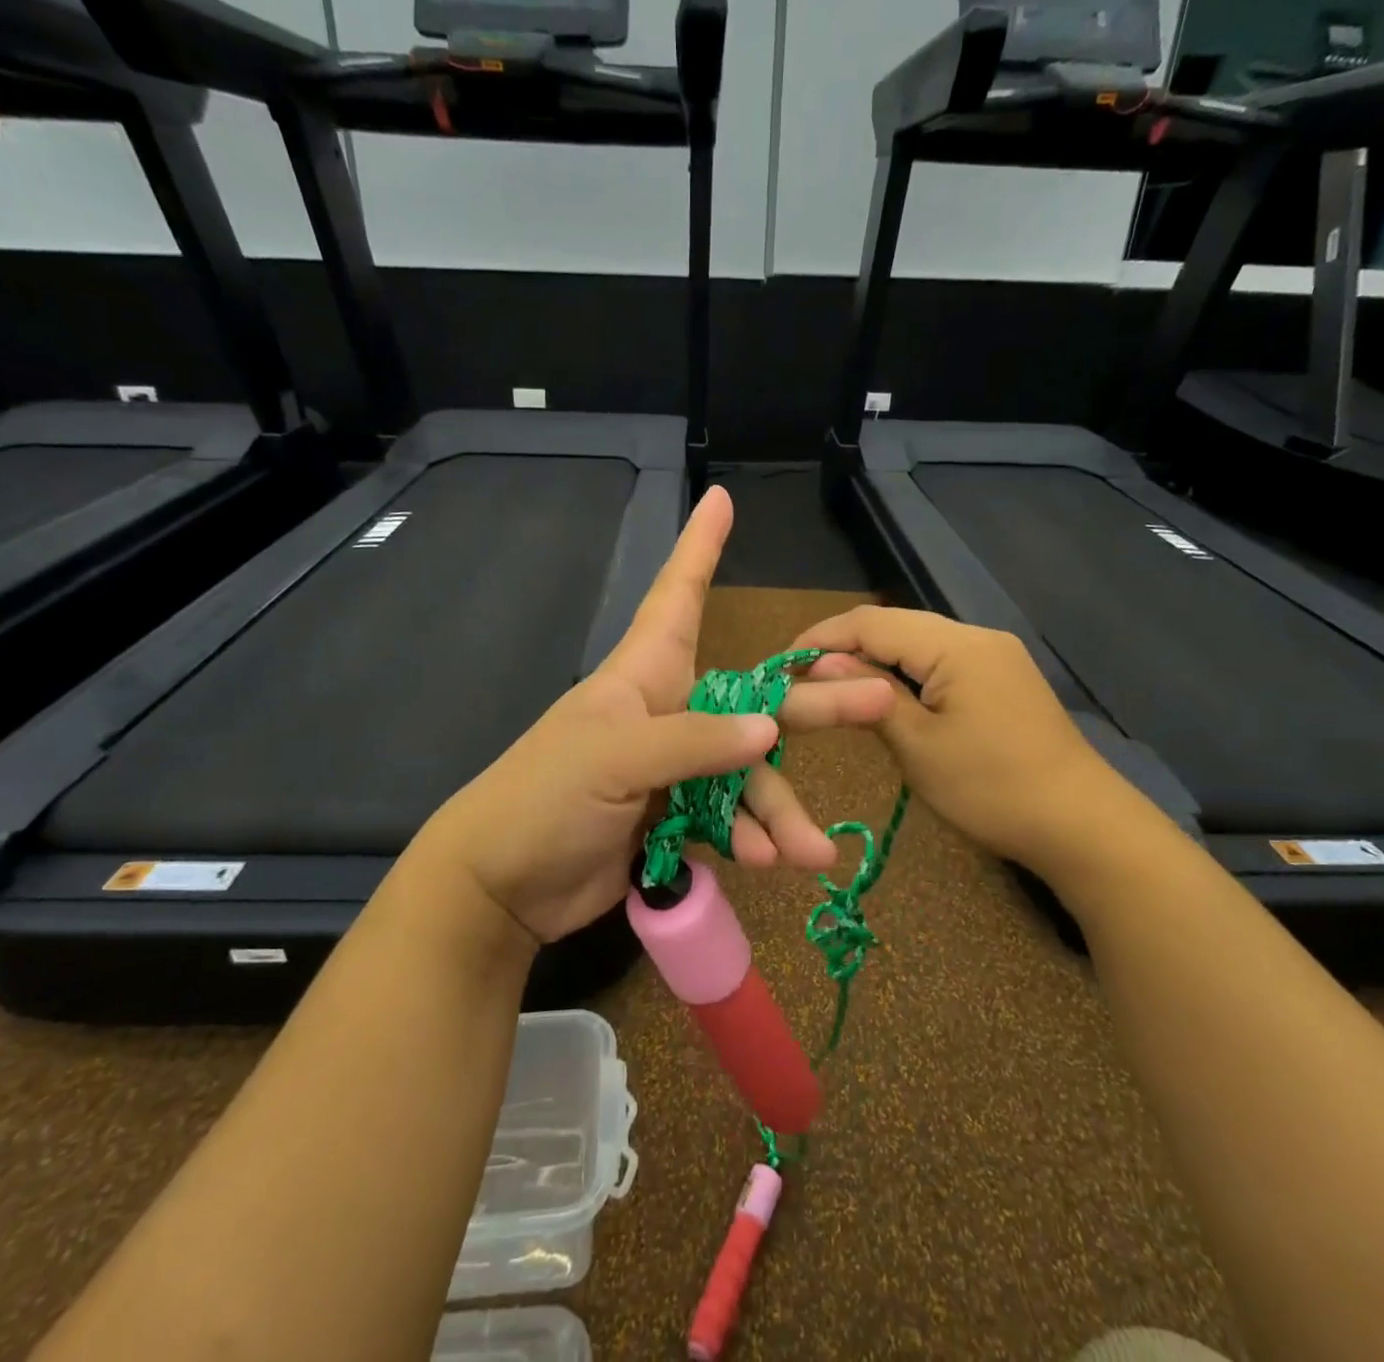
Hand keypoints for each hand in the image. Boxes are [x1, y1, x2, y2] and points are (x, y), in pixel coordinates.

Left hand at [413, 487, 896, 944]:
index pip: (677, 595)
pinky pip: (731, 820)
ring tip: (811, 852)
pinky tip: (772, 862)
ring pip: (749, 775)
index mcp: (645, 674)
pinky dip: (753, 839)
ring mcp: (676, 768)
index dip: (699, 547)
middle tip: (879, 701)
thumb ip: (695, 742)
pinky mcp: (677, 817)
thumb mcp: (615, 758)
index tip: (720, 498)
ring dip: (780, 812)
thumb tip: (770, 731)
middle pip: (754, 699)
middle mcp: (669, 712)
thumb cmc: (545, 797)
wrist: (504, 885)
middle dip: (812, 704)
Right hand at [792, 606, 1120, 866]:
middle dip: (844, 646)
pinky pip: (941, 661)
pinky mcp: (1003, 677)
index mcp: (956, 645)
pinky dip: (905, 673)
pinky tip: (884, 695)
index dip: (822, 637)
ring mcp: (995, 655)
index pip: (872, 621)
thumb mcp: (919, 746)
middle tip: (802, 678)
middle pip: (895, 625)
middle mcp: (977, 636)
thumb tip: (823, 663)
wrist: (1082, 826)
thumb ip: (870, 696)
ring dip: (874, 659)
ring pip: (918, 642)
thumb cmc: (992, 789)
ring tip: (832, 686)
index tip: (781, 663)